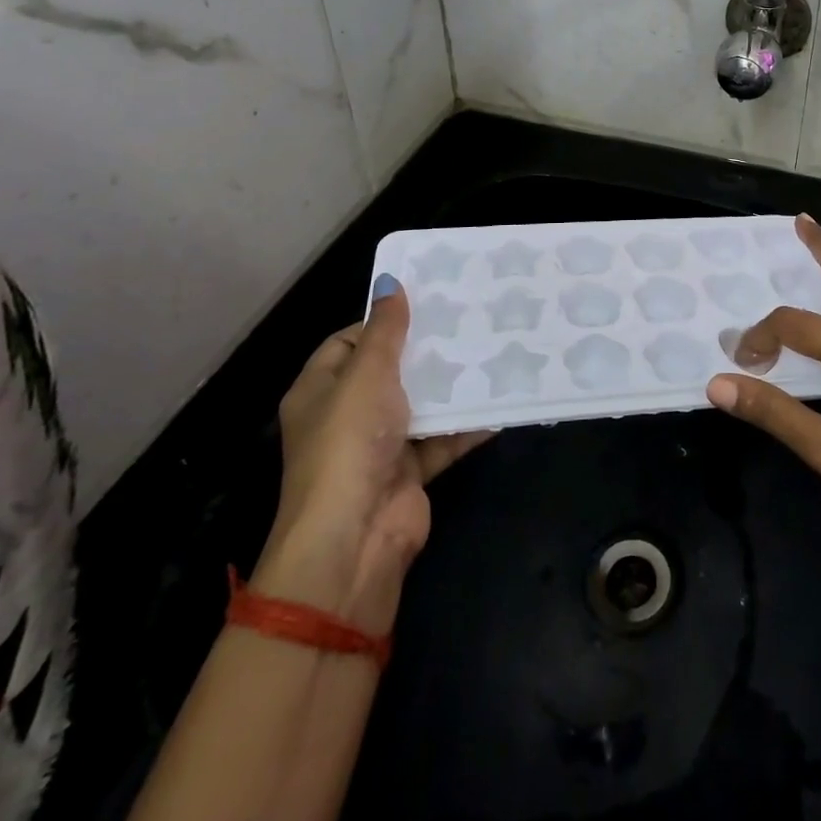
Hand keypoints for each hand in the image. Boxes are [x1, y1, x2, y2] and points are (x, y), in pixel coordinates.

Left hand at [254, 277, 488, 629]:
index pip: (347, 343)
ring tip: (490, 350)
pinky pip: (441, 439)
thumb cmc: (350, 443)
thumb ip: (385, 330)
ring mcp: (378, 447)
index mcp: (320, 390)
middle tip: (468, 319)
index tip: (425, 303)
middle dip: (425, 351)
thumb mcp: (366, 375)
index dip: (381, 322)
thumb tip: (390, 282)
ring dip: (450, 386)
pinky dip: (466, 425)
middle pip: (388, 372)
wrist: (355, 538)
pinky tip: (499, 401)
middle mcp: (346, 416)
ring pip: (419, 405)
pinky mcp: (408, 473)